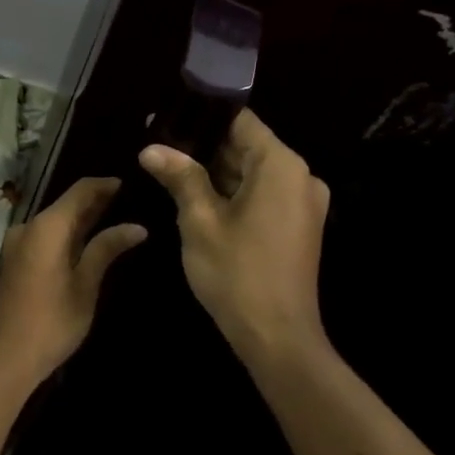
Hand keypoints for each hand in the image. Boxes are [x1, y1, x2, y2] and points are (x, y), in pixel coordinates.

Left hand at [0, 177, 146, 384]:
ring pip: (54, 221)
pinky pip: (44, 236)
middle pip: (65, 205)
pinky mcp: (15, 259)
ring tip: (114, 218)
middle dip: (95, 202)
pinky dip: (66, 234)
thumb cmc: (53, 321)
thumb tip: (137, 227)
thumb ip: (106, 249)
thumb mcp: (86, 285)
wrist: (7, 356)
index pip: (79, 191)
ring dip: (81, 219)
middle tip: (128, 201)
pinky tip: (87, 241)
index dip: (104, 185)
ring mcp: (17, 243)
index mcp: (46, 227)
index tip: (129, 184)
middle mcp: (28, 227)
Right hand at [139, 109, 331, 371]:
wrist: (277, 337)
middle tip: (159, 148)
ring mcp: (302, 203)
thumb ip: (180, 177)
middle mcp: (300, 177)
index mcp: (281, 166)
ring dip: (215, 172)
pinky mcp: (297, 226)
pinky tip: (196, 199)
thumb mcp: (199, 221)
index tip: (167, 119)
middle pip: (246, 146)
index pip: (241, 121)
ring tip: (169, 171)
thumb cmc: (237, 273)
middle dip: (203, 147)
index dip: (202, 117)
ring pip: (252, 172)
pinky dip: (232, 193)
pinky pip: (262, 195)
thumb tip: (151, 148)